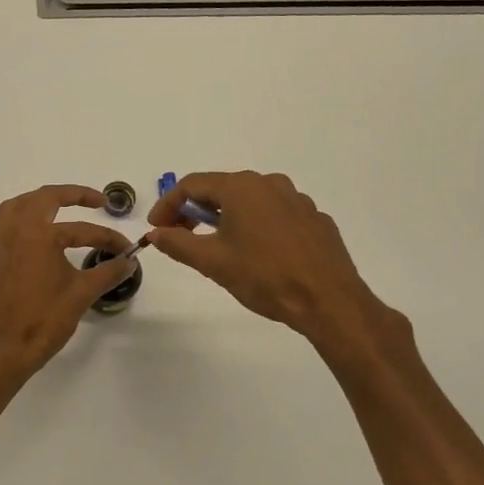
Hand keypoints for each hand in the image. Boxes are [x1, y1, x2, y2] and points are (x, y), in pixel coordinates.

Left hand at [0, 185, 137, 385]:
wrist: (4, 351)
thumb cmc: (44, 320)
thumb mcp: (82, 294)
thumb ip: (108, 272)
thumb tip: (129, 261)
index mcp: (38, 235)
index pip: (81, 229)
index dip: (108, 237)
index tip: (126, 249)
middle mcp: (15, 231)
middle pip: (43, 198)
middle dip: (72, 195)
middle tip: (96, 201)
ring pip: (17, 207)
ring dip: (40, 202)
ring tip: (61, 207)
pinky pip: (5, 226)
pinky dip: (23, 221)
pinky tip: (38, 237)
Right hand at [147, 171, 402, 352]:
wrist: (329, 301)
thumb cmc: (264, 276)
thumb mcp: (212, 262)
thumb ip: (177, 243)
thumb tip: (155, 233)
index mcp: (241, 188)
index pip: (191, 185)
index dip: (168, 205)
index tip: (157, 228)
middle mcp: (269, 183)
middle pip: (221, 189)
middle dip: (195, 211)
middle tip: (181, 236)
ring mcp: (297, 200)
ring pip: (250, 201)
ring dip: (226, 217)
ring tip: (217, 246)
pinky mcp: (315, 219)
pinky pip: (275, 215)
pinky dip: (256, 226)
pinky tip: (256, 253)